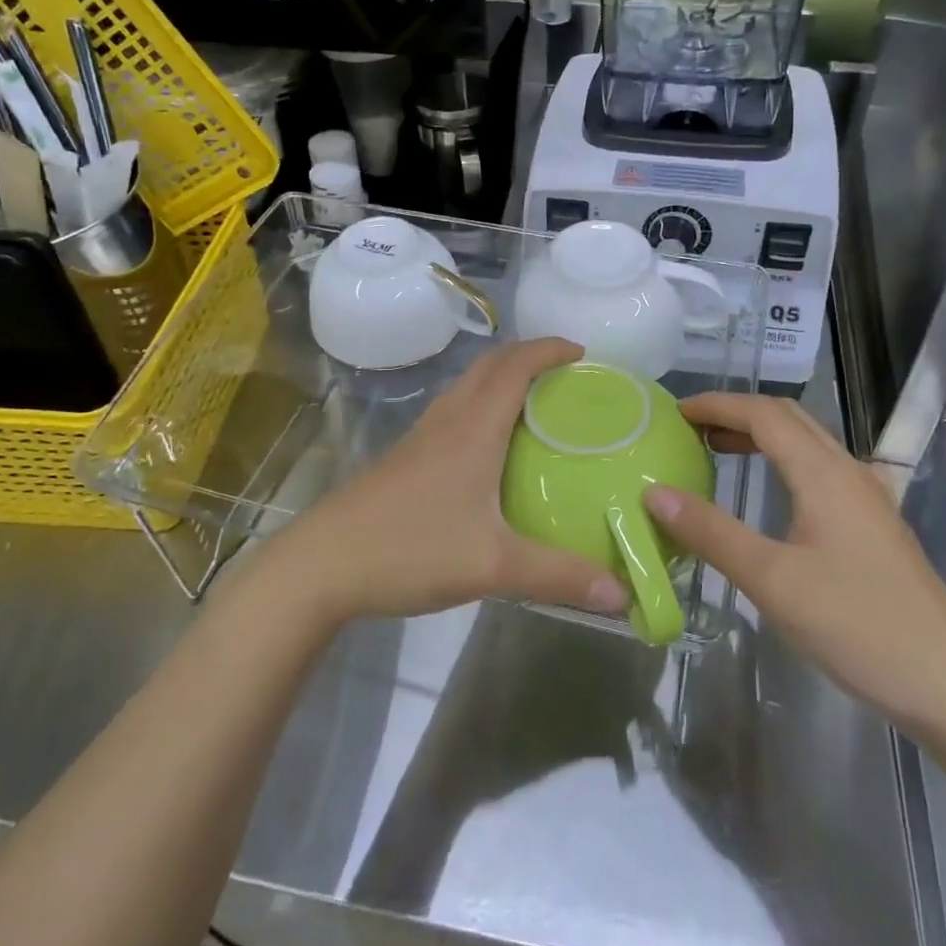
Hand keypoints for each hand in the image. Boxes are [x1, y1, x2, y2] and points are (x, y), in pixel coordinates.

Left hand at [269, 340, 628, 625]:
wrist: (323, 563)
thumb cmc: (411, 550)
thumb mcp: (493, 566)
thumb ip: (558, 577)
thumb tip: (621, 595)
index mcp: (473, 428)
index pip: (515, 366)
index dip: (549, 349)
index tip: (584, 353)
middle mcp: (448, 420)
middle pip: (490, 365)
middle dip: (529, 356)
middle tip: (566, 376)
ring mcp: (421, 436)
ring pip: (467, 386)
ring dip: (502, 378)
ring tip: (536, 404)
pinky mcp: (405, 457)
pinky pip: (454, 411)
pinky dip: (482, 405)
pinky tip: (490, 447)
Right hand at [643, 393, 945, 731]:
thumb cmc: (857, 626)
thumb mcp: (772, 580)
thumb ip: (712, 533)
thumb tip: (655, 493)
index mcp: (824, 474)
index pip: (763, 414)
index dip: (717, 405)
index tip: (674, 412)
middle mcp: (849, 472)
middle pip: (788, 418)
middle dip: (737, 413)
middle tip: (690, 429)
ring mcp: (868, 498)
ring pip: (807, 444)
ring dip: (760, 436)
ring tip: (718, 451)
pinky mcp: (874, 526)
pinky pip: (820, 470)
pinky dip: (782, 462)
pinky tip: (770, 495)